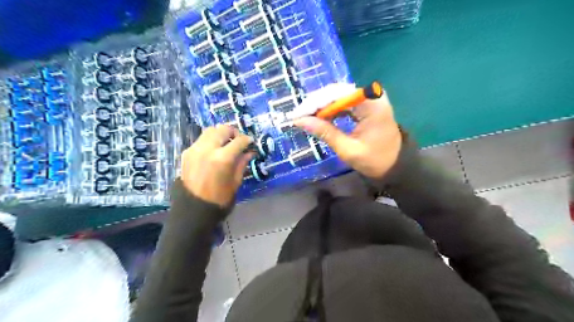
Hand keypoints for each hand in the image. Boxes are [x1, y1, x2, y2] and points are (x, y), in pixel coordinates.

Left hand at [179, 125, 251, 206]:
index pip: (239, 140)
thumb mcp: (236, 181)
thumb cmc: (219, 199)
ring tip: (226, 143)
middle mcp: (207, 149)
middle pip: (223, 129)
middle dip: (233, 132)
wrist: (193, 209)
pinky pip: (201, 140)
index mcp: (222, 158)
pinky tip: (214, 151)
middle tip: (238, 140)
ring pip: (210, 130)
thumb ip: (242, 163)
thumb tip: (249, 152)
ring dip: (220, 134)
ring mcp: (195, 149)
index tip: (251, 142)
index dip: (247, 140)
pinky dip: (210, 140)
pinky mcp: (187, 153)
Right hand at [293, 92, 399, 179]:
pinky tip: (319, 118)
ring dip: (320, 106)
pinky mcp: (366, 104)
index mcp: (371, 105)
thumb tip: (300, 121)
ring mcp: (369, 98)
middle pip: (336, 92)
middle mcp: (371, 95)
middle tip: (298, 117)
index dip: (314, 103)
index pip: (336, 95)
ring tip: (305, 118)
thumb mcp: (348, 149)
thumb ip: (325, 132)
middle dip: (315, 104)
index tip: (297, 115)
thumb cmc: (375, 160)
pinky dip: (330, 109)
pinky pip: (343, 102)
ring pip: (337, 95)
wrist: (396, 164)